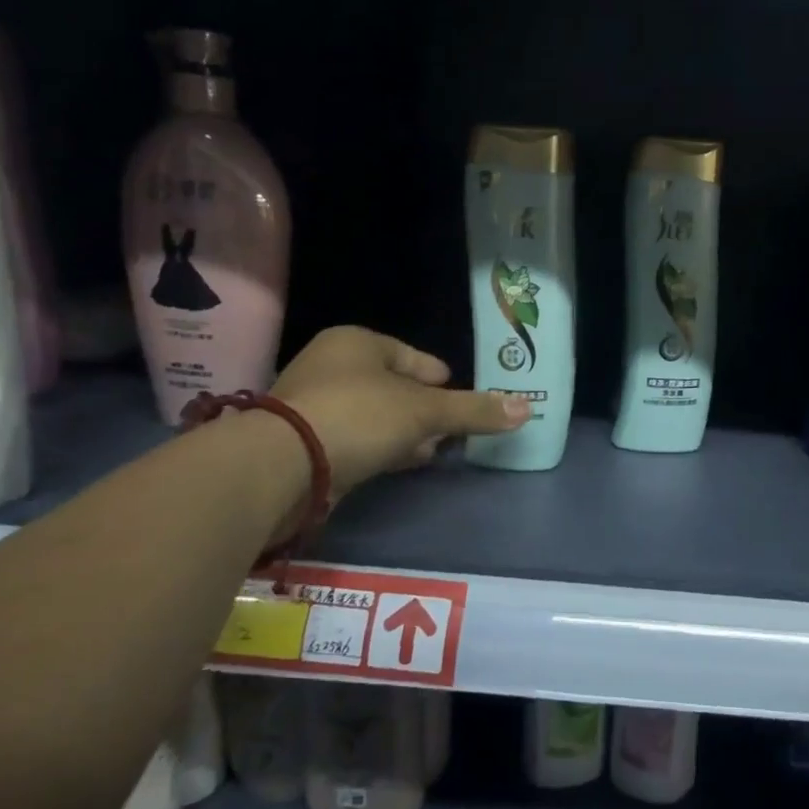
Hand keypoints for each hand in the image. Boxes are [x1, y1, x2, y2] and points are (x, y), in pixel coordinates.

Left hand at [269, 327, 527, 494]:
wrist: (281, 467)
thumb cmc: (358, 417)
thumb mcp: (425, 412)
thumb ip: (474, 410)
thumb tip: (528, 408)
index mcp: (358, 341)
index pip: (419, 359)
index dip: (444, 383)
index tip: (462, 408)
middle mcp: (332, 364)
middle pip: (397, 387)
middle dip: (425, 411)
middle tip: (450, 433)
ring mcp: (314, 403)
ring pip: (377, 414)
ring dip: (404, 432)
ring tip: (431, 451)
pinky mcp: (305, 440)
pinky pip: (356, 438)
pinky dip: (380, 448)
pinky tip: (399, 464)